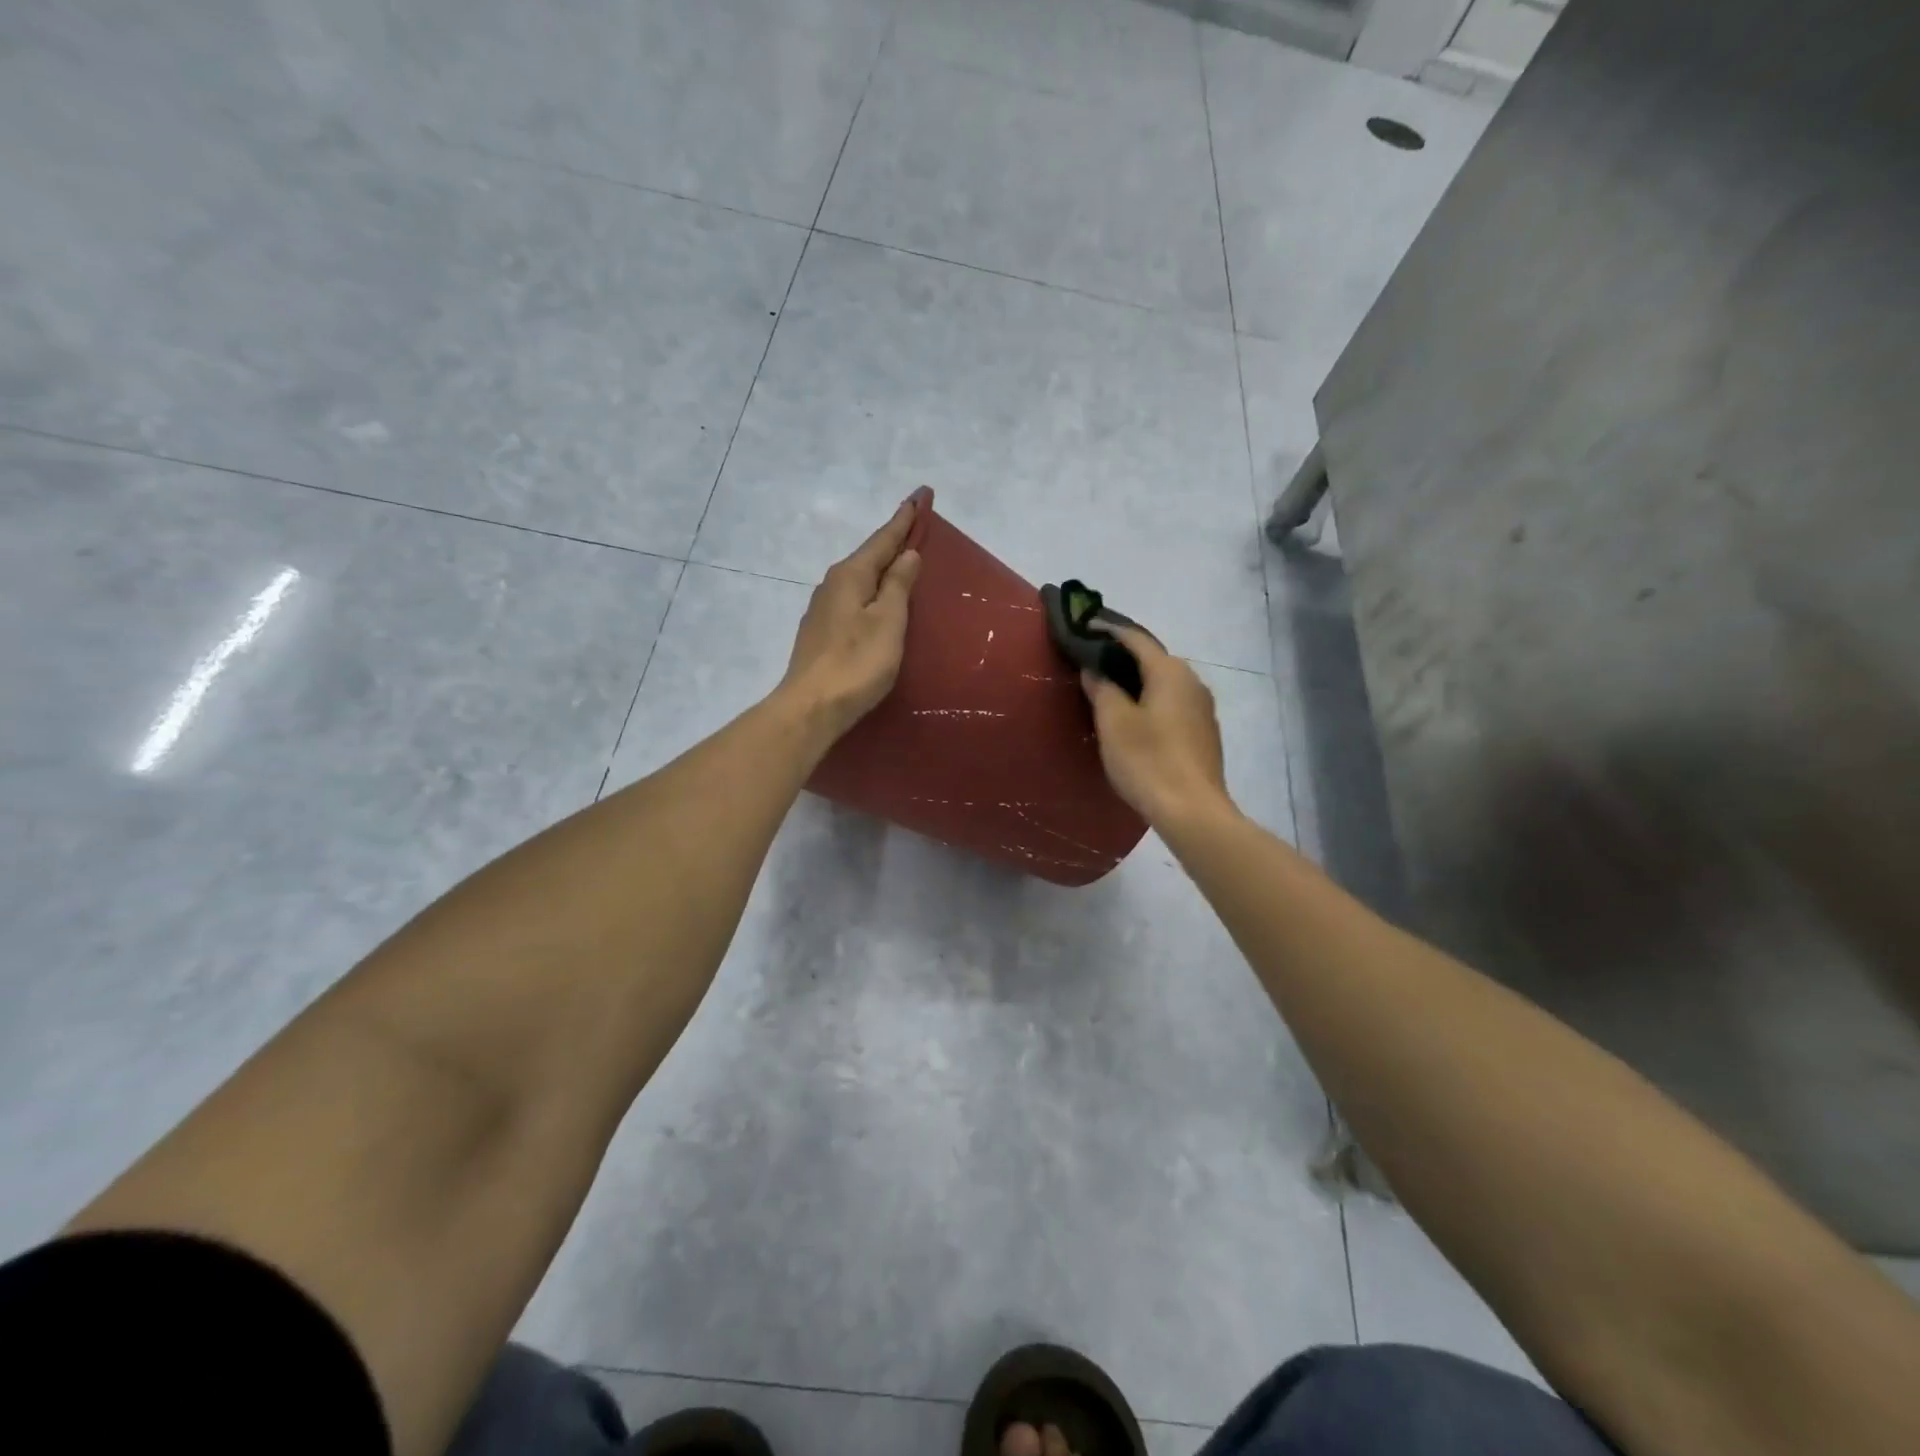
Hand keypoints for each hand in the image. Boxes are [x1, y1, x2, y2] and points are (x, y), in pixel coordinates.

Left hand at [777, 497, 923, 742]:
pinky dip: (872, 590)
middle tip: (916, 522)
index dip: (905, 518)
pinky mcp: (822, 632)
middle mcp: (832, 584)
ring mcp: (823, 609)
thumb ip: (898, 585)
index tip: (921, 494)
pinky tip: (879, 599)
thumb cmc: (856, 662)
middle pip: (869, 556)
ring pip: (860, 578)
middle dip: (893, 539)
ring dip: (882, 566)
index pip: (883, 539)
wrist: (812, 707)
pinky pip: (854, 599)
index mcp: (850, 575)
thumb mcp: (888, 621)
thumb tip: (907, 554)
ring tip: (902, 559)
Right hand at [1081, 624, 1233, 826]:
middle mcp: (1192, 681)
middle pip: (1154, 659)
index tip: (1085, 627)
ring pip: (1165, 683)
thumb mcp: (1113, 722)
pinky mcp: (1205, 732)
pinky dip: (1152, 701)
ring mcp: (1203, 708)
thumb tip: (1094, 669)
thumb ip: (1102, 689)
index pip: (1136, 639)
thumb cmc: (1148, 760)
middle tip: (1094, 661)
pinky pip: (1174, 704)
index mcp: (1170, 671)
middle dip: (1124, 657)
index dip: (1109, 631)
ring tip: (1111, 689)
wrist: (1192, 810)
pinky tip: (1137, 717)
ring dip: (1139, 681)